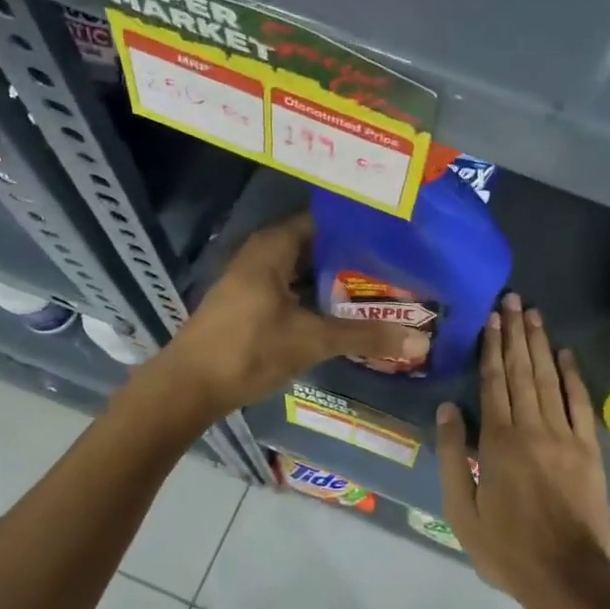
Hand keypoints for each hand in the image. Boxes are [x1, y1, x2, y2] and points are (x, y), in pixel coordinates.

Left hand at [156, 212, 427, 415]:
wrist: (188, 387)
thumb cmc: (249, 350)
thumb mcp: (312, 341)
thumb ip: (365, 337)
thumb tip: (421, 342)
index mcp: (274, 247)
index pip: (324, 221)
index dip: (357, 228)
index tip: (394, 237)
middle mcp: (262, 254)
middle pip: (316, 246)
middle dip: (352, 257)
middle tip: (396, 265)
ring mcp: (253, 280)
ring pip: (304, 271)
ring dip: (335, 280)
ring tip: (380, 287)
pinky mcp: (250, 304)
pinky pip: (292, 289)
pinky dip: (317, 296)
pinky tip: (344, 311)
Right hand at [436, 293, 609, 608]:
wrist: (568, 575)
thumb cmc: (506, 548)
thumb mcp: (461, 510)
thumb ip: (455, 456)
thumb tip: (447, 409)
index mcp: (498, 441)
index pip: (493, 382)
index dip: (491, 347)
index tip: (491, 317)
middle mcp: (532, 427)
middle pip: (522, 370)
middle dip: (515, 333)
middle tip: (512, 300)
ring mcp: (565, 435)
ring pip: (549, 378)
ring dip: (540, 344)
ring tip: (533, 313)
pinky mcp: (589, 448)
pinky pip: (580, 403)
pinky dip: (573, 376)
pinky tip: (566, 354)